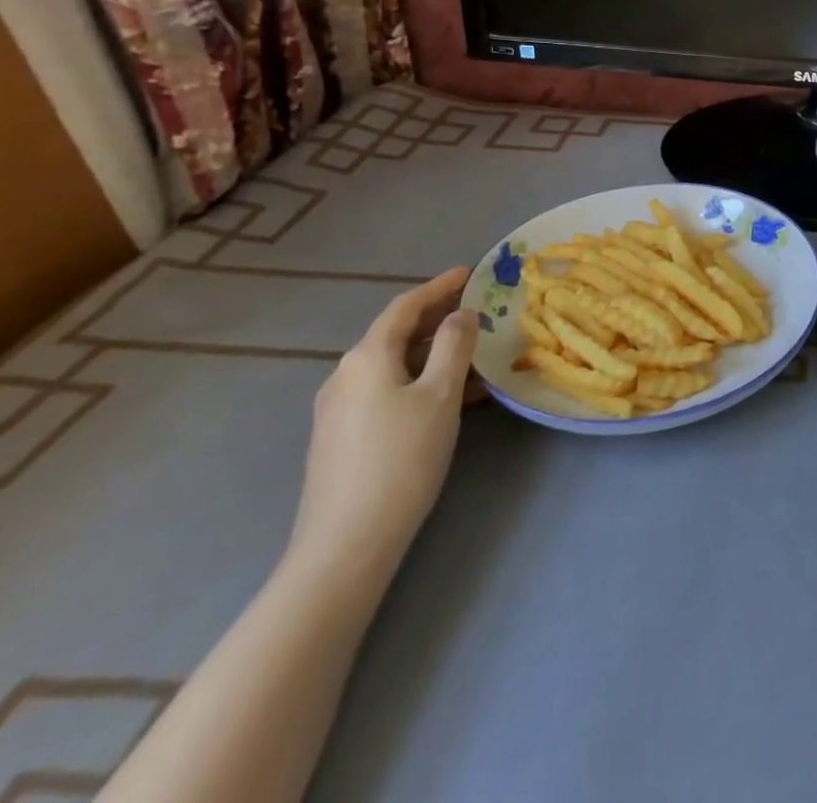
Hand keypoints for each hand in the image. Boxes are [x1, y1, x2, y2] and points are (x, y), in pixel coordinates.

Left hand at [287, 268, 480, 582]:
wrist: (346, 543)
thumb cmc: (402, 457)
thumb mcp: (440, 394)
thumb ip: (454, 346)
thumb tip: (461, 315)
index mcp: (366, 357)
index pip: (405, 306)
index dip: (439, 286)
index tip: (470, 273)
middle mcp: (345, 376)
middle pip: (396, 334)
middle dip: (437, 319)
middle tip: (477, 310)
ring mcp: (338, 409)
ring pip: (394, 365)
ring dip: (433, 353)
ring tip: (474, 355)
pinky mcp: (341, 438)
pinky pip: (387, 391)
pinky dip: (419, 380)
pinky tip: (449, 397)